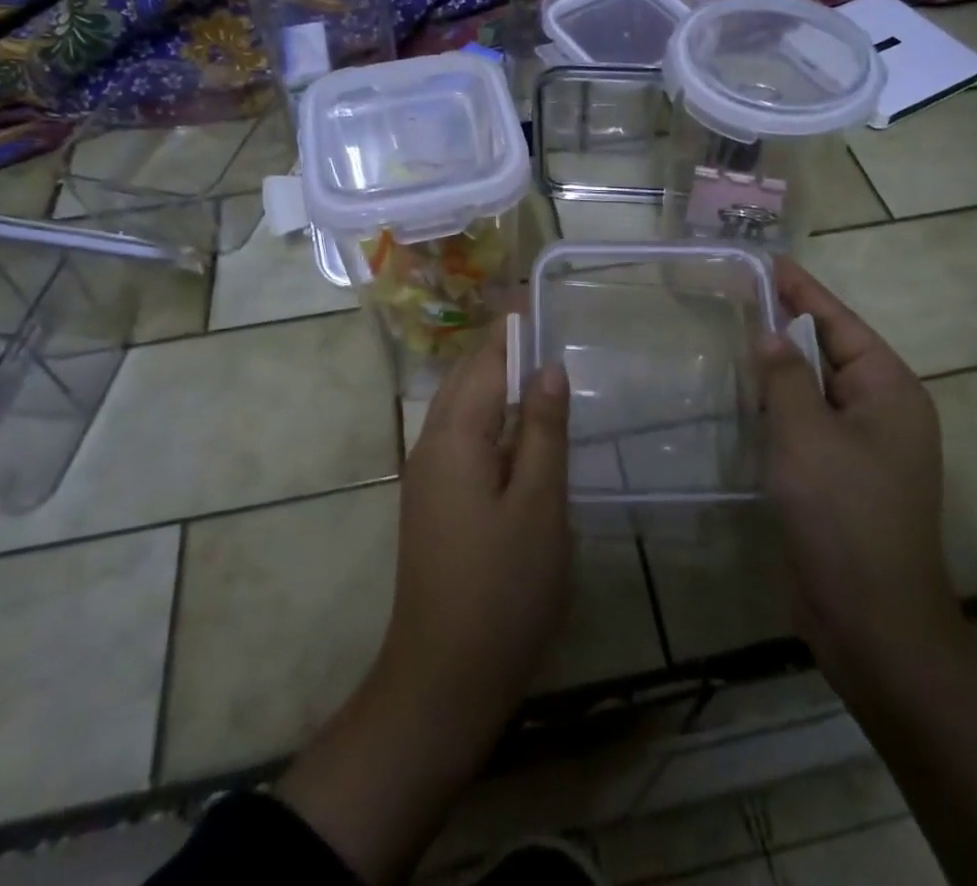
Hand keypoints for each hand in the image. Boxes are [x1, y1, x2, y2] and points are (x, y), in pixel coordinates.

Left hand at [377, 321, 572, 757]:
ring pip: (463, 408)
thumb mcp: (539, 505)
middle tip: (549, 329)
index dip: (513, 328)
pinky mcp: (434, 502)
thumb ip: (543, 430)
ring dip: (497, 383)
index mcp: (454, 436)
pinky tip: (523, 432)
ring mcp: (427, 475)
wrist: (443, 679)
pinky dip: (492, 418)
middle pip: (467, 378)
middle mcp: (431, 444)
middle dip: (504, 350)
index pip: (485, 361)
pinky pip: (463, 438)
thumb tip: (548, 367)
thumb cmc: (502, 589)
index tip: (539, 297)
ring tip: (542, 371)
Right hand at [761, 258, 963, 686]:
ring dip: (783, 366)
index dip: (803, 290)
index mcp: (889, 391)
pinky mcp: (844, 476)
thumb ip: (785, 378)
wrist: (872, 619)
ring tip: (739, 334)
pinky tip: (750, 396)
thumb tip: (772, 336)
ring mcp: (866, 447)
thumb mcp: (806, 435)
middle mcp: (884, 411)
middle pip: (831, 351)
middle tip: (743, 294)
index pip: (840, 323)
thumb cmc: (843, 515)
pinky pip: (811, 423)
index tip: (770, 261)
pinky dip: (783, 405)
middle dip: (789, 324)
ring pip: (818, 389)